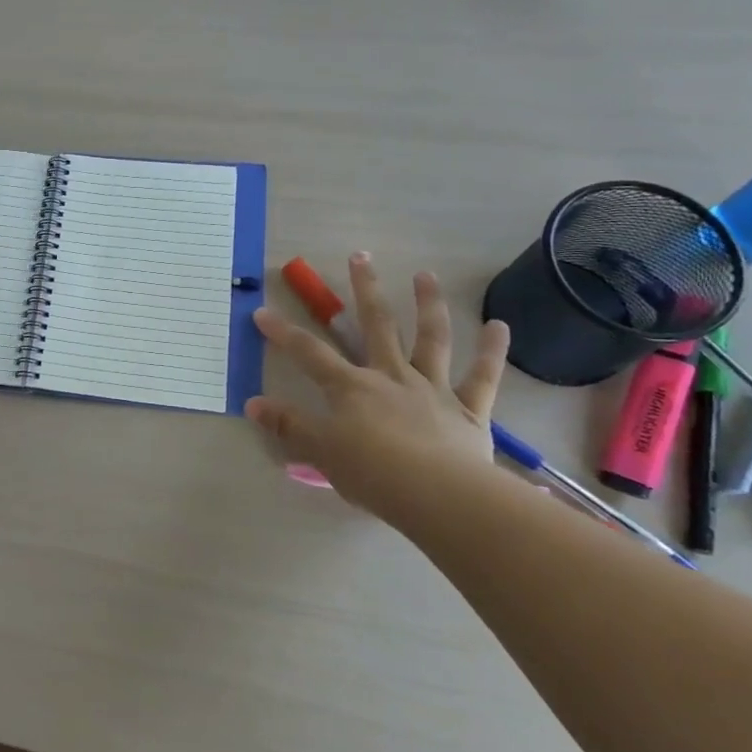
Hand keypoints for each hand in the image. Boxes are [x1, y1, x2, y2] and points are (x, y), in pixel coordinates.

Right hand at [247, 254, 508, 518]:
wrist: (438, 496)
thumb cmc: (372, 474)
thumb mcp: (319, 451)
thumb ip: (288, 426)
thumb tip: (252, 403)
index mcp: (351, 388)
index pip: (309, 354)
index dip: (283, 333)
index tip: (262, 312)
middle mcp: (391, 376)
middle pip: (376, 325)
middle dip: (365, 289)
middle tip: (360, 256)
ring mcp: (432, 389)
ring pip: (431, 339)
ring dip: (428, 304)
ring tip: (425, 274)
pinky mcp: (468, 410)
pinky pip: (482, 376)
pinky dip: (492, 351)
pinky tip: (499, 325)